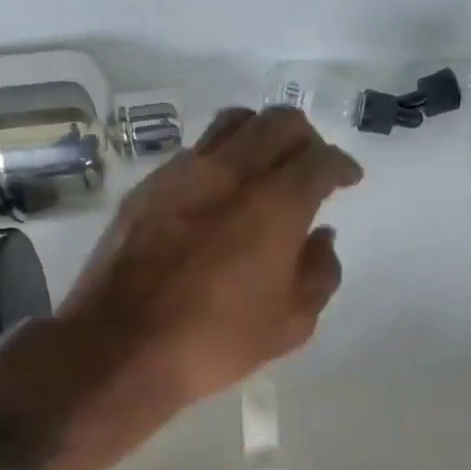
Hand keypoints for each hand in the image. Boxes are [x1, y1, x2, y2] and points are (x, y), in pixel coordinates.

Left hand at [58, 105, 362, 414]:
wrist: (121, 346)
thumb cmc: (217, 340)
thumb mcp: (292, 323)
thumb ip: (320, 272)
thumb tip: (322, 237)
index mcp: (277, 203)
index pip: (321, 160)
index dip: (342, 165)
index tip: (349, 178)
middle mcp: (232, 172)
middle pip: (279, 122)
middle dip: (306, 138)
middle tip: (311, 165)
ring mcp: (183, 173)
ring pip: (232, 124)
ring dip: (260, 135)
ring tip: (265, 166)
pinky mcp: (148, 187)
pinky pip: (194, 151)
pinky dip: (220, 158)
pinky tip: (218, 192)